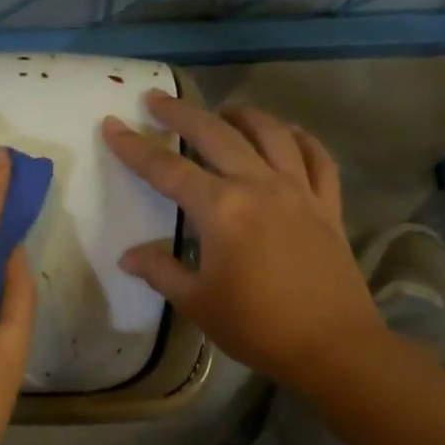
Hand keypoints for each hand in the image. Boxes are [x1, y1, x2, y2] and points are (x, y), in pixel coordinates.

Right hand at [102, 91, 379, 386]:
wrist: (331, 345)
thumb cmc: (256, 326)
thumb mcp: (197, 302)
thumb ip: (161, 271)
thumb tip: (129, 256)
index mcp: (221, 209)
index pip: (167, 169)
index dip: (134, 147)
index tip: (113, 124)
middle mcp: (259, 185)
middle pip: (216, 134)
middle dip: (182, 113)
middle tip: (157, 98)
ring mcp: (299, 190)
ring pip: (270, 133)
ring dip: (242, 115)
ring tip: (223, 111)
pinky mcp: (328, 204)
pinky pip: (317, 157)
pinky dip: (300, 139)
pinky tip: (288, 135)